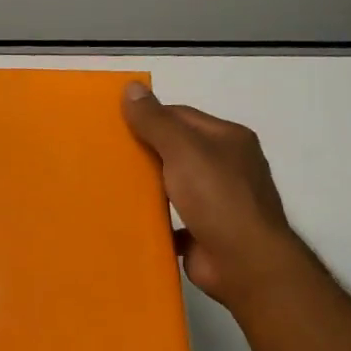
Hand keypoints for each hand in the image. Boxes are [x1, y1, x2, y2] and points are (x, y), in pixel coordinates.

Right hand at [122, 83, 299, 309]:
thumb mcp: (183, 151)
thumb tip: (131, 87)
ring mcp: (218, 201)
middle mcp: (227, 166)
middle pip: (178, 150)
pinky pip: (173, 219)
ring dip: (148, 186)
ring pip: (175, 185)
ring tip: (110, 185)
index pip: (181, 117)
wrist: (245, 262)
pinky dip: (154, 218)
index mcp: (228, 139)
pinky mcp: (206, 232)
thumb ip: (156, 121)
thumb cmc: (218, 198)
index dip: (148, 117)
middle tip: (105, 154)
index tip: (113, 125)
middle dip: (145, 152)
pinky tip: (128, 219)